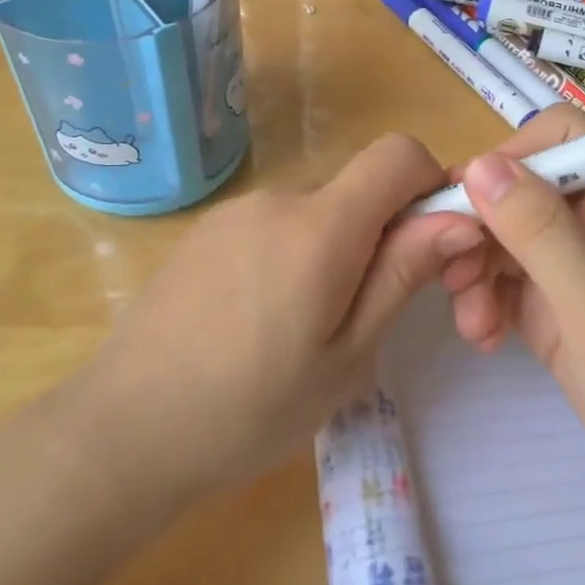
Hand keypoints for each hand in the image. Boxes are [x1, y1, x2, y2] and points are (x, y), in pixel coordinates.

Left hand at [77, 135, 482, 505]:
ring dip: (335, 249)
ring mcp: (233, 212)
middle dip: (382, 234)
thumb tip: (460, 219)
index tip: (433, 245)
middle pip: (356, 188)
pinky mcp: (205, 232)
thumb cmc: (249, 410)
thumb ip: (402, 275)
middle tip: (367, 316)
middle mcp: (277, 199)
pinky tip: (261, 319)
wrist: (123, 431)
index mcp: (320, 226)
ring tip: (306, 328)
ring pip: (316, 211)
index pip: (399, 154)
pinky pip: (273, 225)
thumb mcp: (346, 356)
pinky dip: (292, 254)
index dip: (431, 184)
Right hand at [437, 107, 584, 513]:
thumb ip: (542, 234)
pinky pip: (503, 281)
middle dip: (479, 226)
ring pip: (501, 235)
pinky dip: (484, 302)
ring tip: (471, 322)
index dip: (509, 158)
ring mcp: (573, 265)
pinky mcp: (555, 306)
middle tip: (450, 274)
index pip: (558, 138)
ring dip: (474, 270)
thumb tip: (478, 164)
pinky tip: (483, 338)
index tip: (467, 204)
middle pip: (518, 188)